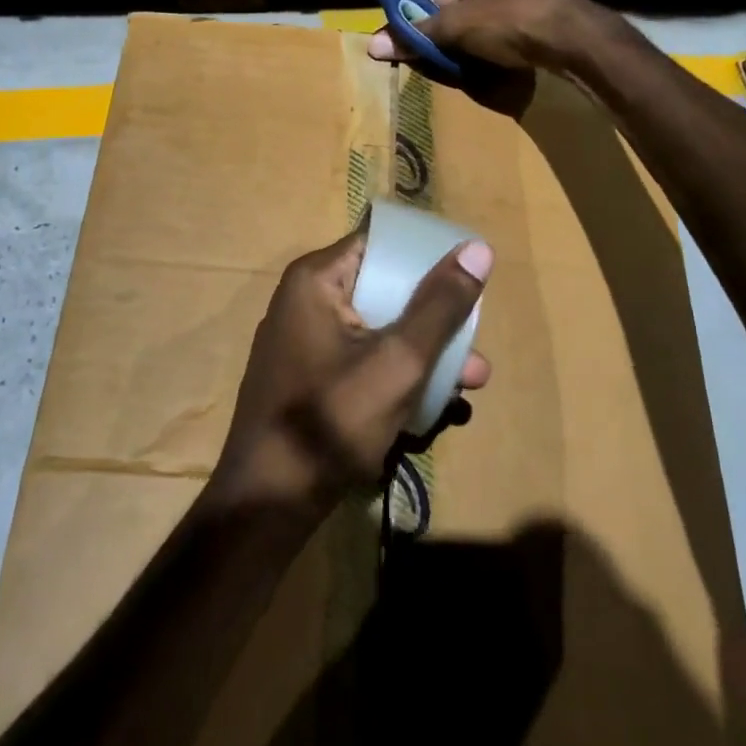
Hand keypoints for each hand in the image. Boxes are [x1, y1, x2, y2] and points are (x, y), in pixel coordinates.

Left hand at [209, 228, 492, 514]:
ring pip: (376, 329)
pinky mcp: (307, 377)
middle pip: (383, 288)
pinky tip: (432, 405)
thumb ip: (439, 306)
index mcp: (316, 280)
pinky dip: (393, 373)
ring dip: (422, 352)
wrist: (268, 502)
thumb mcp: (398, 361)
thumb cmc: (331, 421)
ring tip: (470, 382)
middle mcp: (305, 300)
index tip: (468, 273)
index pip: (380, 243)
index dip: (426, 255)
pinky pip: (359, 358)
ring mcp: (302, 341)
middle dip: (433, 317)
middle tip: (476, 342)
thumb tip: (478, 247)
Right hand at [367, 0, 607, 112]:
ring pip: (461, 8)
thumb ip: (415, 35)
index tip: (391, 10)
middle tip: (405, 42)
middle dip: (422, 15)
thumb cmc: (512, 18)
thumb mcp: (457, 26)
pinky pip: (482, 21)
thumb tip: (373, 47)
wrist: (576, 40)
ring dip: (443, 31)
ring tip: (427, 55)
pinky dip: (466, 39)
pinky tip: (458, 61)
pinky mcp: (520, 11)